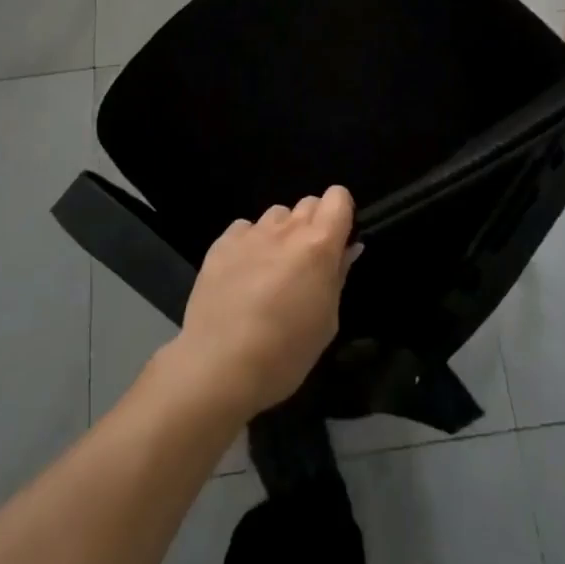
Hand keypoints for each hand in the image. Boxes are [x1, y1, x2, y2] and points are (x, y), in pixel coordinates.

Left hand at [163, 188, 359, 422]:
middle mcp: (286, 229)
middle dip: (313, 225)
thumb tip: (346, 250)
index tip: (337, 243)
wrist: (218, 366)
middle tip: (306, 264)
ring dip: (281, 235)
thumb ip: (337, 277)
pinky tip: (242, 275)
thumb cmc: (284, 353)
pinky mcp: (221, 243)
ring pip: (277, 215)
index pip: (338, 196)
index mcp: (318, 245)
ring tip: (270, 271)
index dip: (340, 215)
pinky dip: (249, 245)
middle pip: (308, 203)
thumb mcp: (326, 323)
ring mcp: (251, 232)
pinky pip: (244, 229)